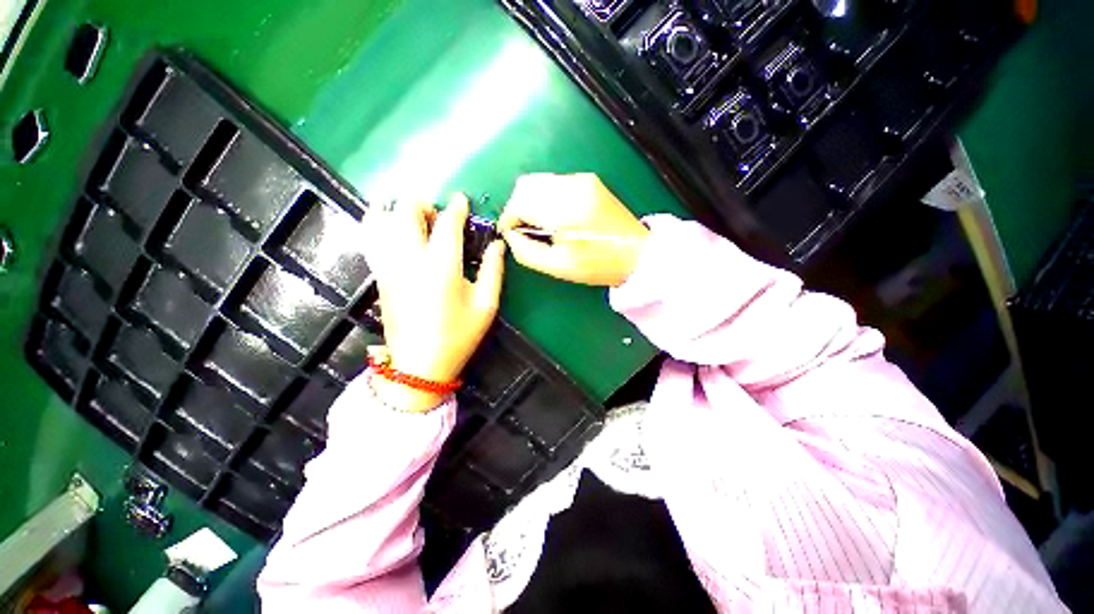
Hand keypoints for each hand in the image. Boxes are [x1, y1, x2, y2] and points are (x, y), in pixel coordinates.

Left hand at [362, 195, 505, 411]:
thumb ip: (493, 271)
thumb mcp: (486, 306)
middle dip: (423, 204)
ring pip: (381, 219)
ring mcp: (388, 266)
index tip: (462, 200)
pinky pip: (369, 238)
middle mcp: (410, 259)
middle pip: (406, 212)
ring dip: (398, 210)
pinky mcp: (379, 275)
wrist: (419, 365)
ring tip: (415, 219)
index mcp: (441, 267)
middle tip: (439, 215)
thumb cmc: (458, 336)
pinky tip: (391, 227)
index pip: (447, 224)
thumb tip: (498, 245)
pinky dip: (378, 222)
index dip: (456, 208)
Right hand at [498, 173, 649, 286]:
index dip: (509, 219)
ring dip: (530, 201)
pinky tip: (554, 216)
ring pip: (538, 181)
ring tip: (540, 225)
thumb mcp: (558, 267)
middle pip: (525, 185)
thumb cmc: (599, 264)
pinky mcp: (588, 181)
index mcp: (565, 210)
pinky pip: (553, 183)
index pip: (519, 202)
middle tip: (524, 230)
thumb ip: (526, 251)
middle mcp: (572, 187)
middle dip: (517, 207)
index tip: (511, 234)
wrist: (636, 253)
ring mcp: (581, 180)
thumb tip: (510, 236)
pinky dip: (545, 197)